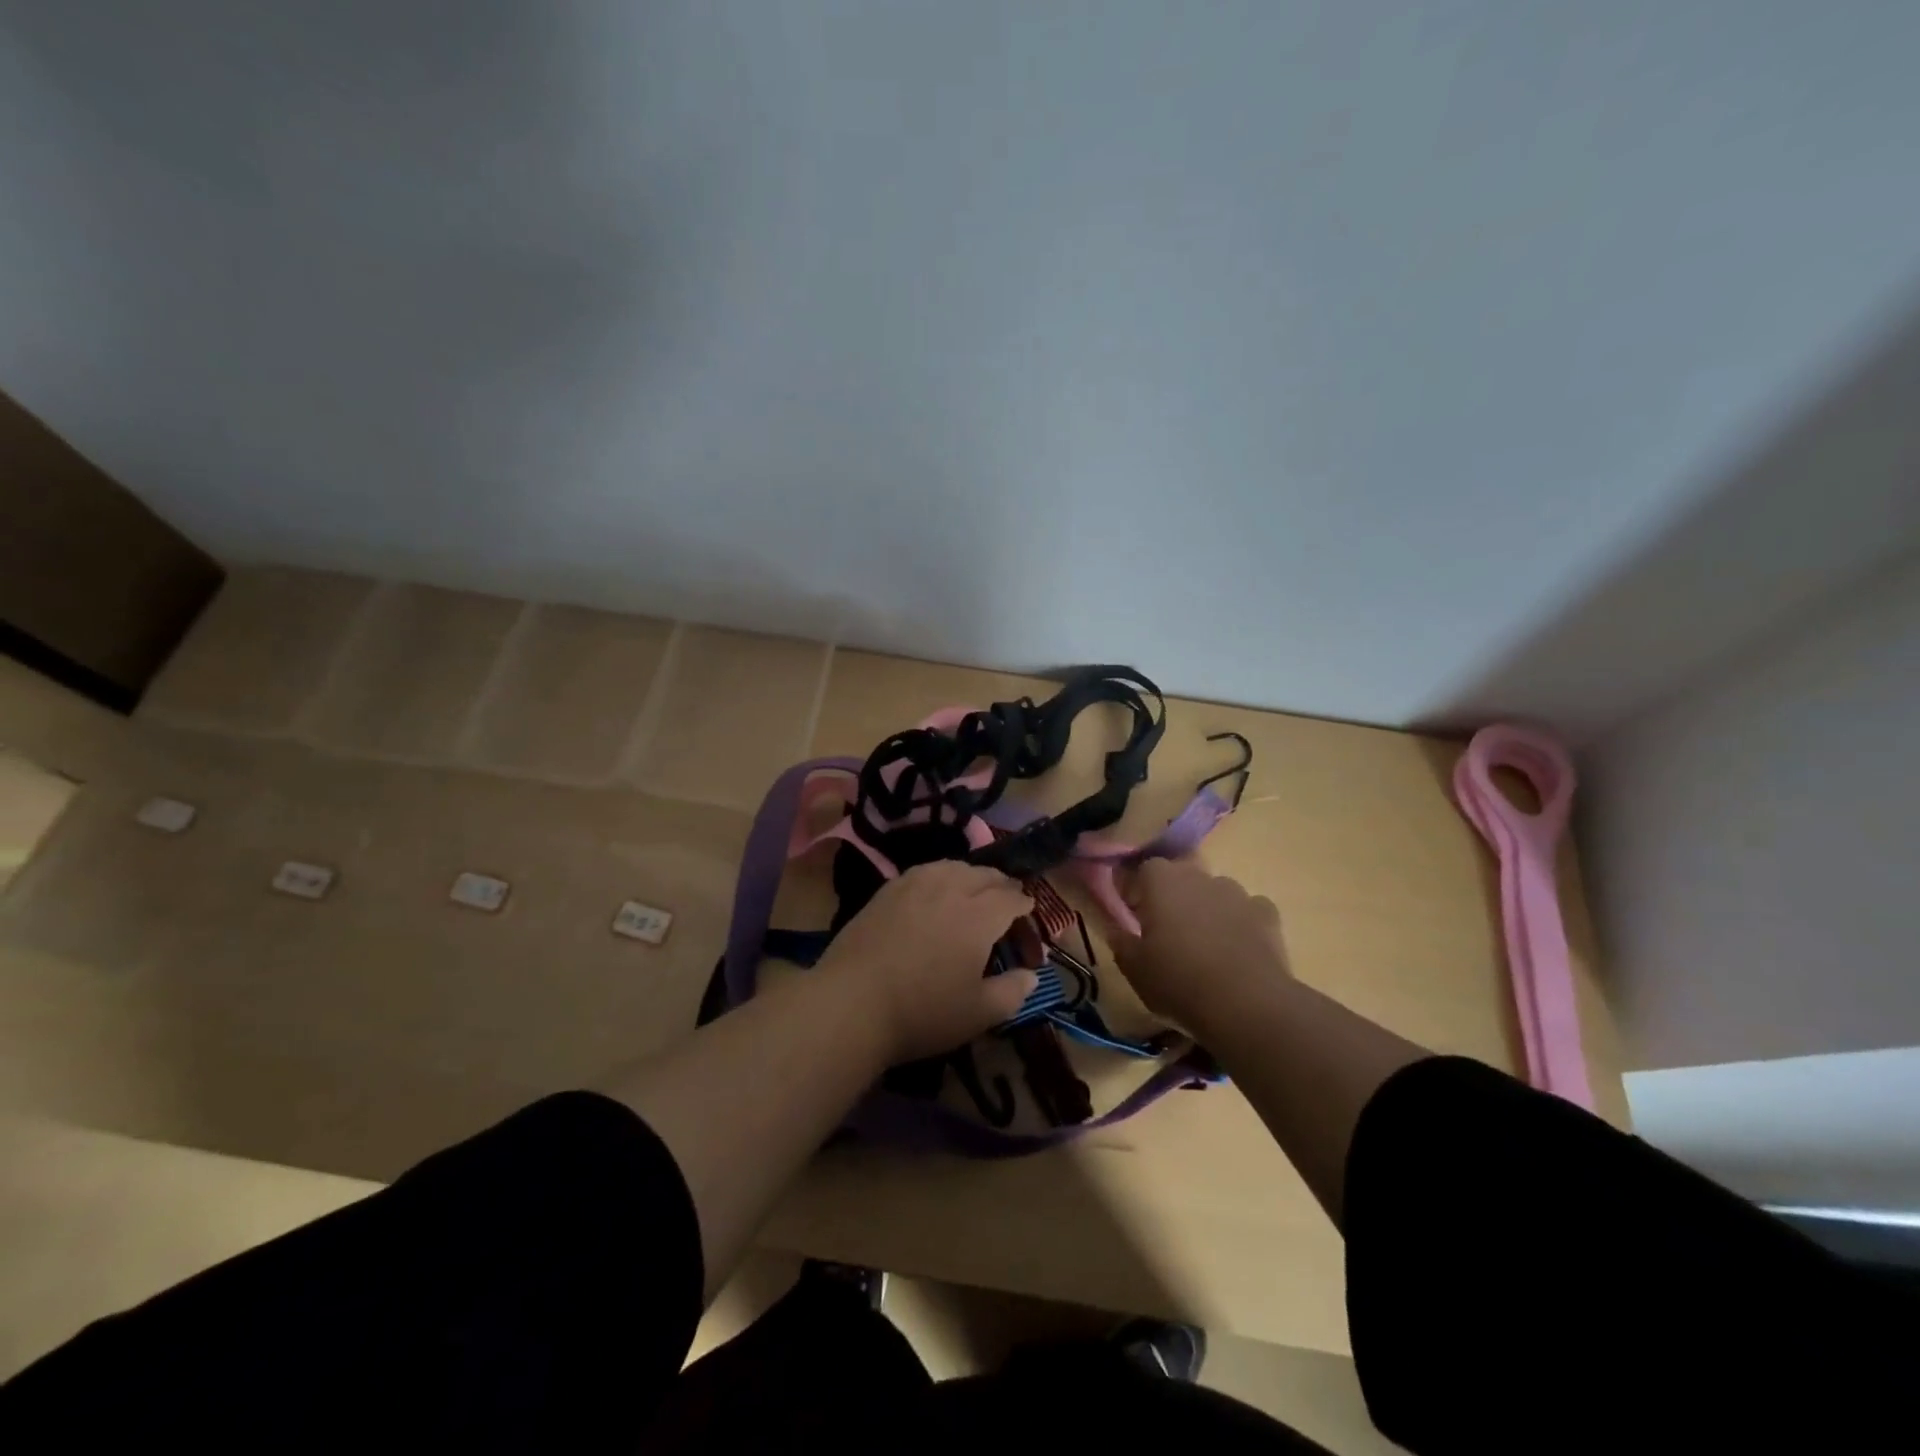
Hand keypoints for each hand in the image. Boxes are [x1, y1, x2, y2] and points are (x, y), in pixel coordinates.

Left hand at [818, 861, 1036, 1064]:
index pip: (1010, 897)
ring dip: (970, 875)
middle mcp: (950, 889)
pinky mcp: (887, 890)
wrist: (852, 1002)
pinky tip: (934, 889)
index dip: (1023, 903)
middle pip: (983, 875)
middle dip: (1001, 883)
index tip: (1028, 910)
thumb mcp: (978, 1013)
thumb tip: (1032, 976)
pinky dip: (940, 875)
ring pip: (952, 866)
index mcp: (979, 916)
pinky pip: (923, 871)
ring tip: (973, 888)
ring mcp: (914, 885)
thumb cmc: (922, 1012)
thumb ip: (1012, 992)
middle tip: (1006, 896)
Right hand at [1105, 857, 1290, 1033]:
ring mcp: (1237, 893)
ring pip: (1216, 891)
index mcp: (1162, 881)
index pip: (1145, 868)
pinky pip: (1248, 910)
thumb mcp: (1135, 969)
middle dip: (1174, 896)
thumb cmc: (1178, 981)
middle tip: (1168, 931)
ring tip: (1206, 944)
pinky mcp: (1267, 914)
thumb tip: (1115, 929)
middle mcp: (1199, 876)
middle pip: (1182, 875)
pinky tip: (1239, 950)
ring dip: (1208, 908)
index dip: (1139, 889)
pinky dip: (1241, 923)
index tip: (1136, 916)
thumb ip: (1121, 943)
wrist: (1247, 1005)